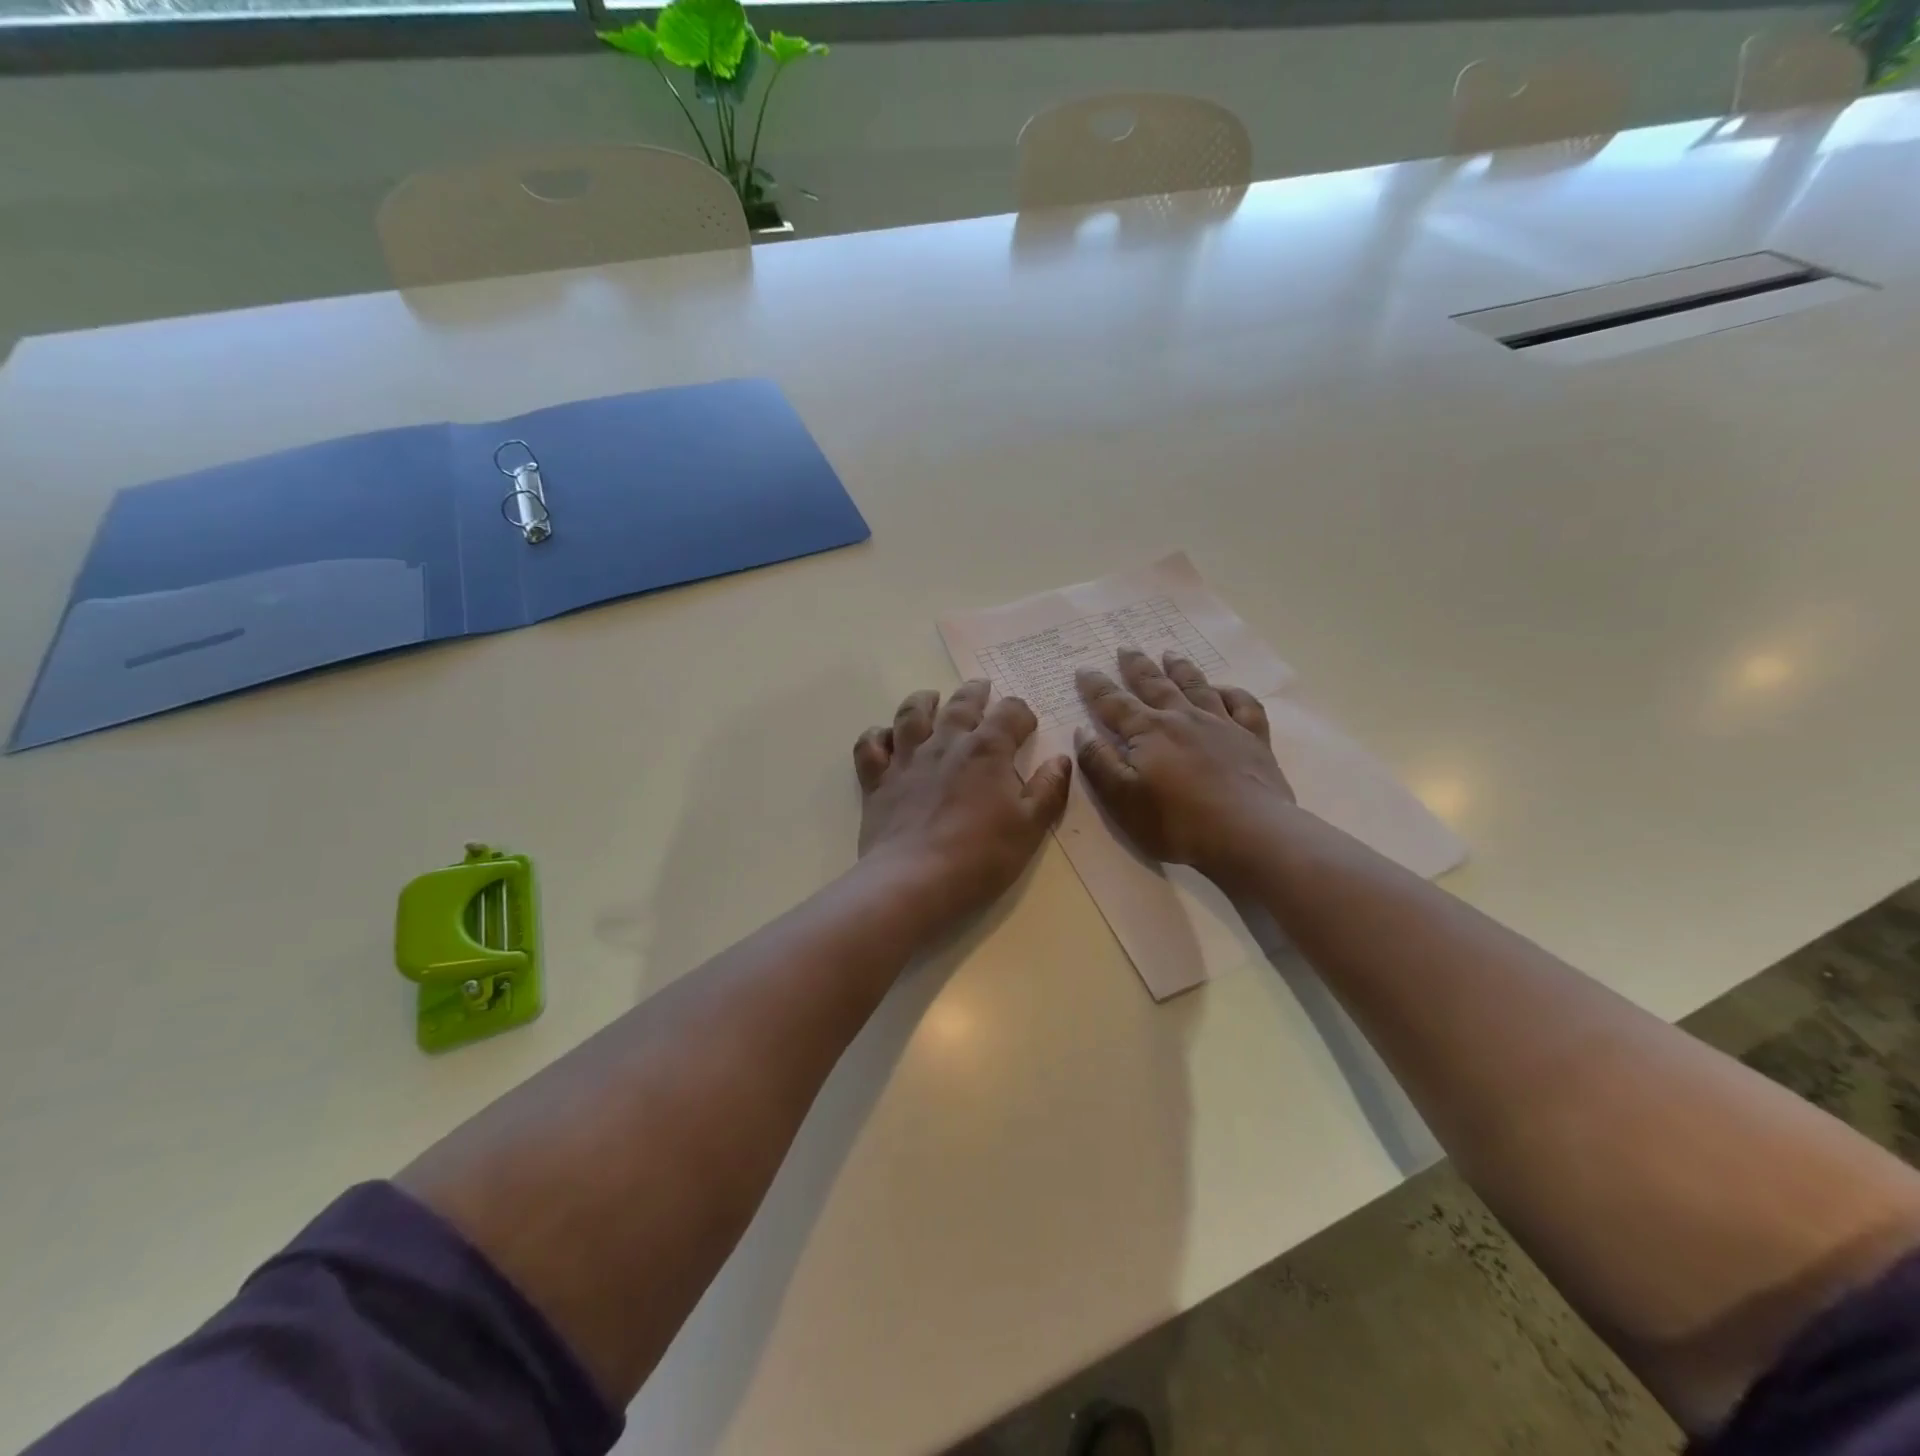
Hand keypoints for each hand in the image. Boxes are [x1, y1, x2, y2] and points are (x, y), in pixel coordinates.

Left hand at [854, 681, 1072, 926]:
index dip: (1021, 713)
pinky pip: (870, 746)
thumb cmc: (981, 856)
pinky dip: (876, 736)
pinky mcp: (877, 781)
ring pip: (911, 714)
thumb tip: (1061, 759)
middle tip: (981, 687)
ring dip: (922, 701)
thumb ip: (1048, 790)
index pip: (1010, 713)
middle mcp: (946, 743)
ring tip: (930, 698)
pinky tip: (884, 738)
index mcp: (987, 750)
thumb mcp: (1030, 827)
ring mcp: (907, 760)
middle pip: (961, 704)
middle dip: (975, 693)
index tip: (1026, 724)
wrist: (915, 881)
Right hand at [1074, 648, 1294, 888]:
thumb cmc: (1177, 821)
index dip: (1096, 686)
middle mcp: (1184, 718)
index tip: (1084, 668)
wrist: (1248, 833)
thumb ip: (1100, 763)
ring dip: (1181, 669)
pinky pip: (1244, 705)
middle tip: (1126, 647)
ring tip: (1170, 654)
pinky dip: (1233, 692)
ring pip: (1198, 686)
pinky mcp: (1253, 740)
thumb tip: (1083, 731)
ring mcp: (1222, 725)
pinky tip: (1225, 690)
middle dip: (1137, 666)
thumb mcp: (1122, 798)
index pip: (1114, 703)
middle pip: (1156, 685)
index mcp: (1149, 731)